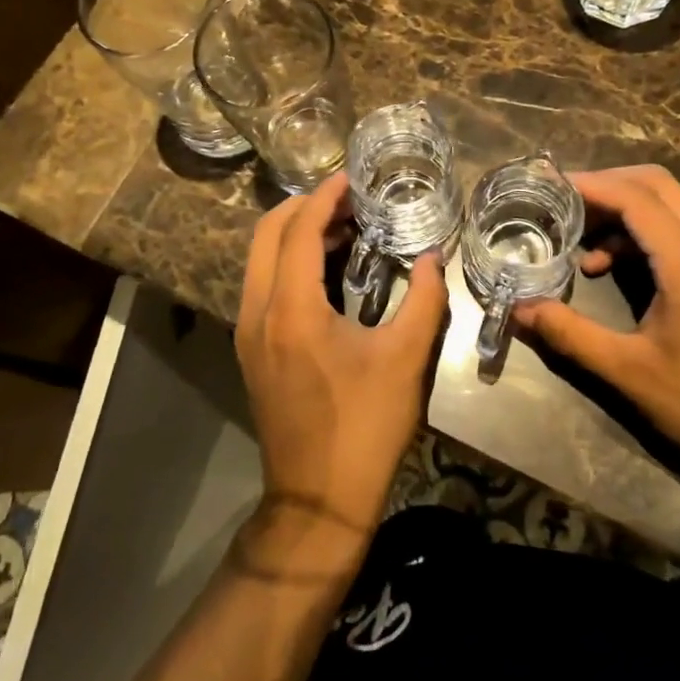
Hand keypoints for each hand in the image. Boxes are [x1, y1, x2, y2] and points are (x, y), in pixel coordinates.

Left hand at [235, 173, 449, 532]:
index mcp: (290, 309)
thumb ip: (423, 299)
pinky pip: (263, 283)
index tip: (353, 179)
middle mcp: (257, 312)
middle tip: (349, 199)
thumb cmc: (365, 427)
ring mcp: (248, 332)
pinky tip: (330, 268)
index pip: (299, 230)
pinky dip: (290, 261)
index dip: (325, 197)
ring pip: (260, 258)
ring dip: (295, 233)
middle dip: (304, 207)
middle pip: (267, 234)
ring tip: (344, 226)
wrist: (318, 501)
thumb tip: (432, 257)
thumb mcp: (406, 358)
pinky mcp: (252, 349)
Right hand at [513, 165, 679, 505]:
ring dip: (623, 207)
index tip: (547, 185)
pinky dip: (640, 232)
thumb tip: (517, 309)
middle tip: (561, 202)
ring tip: (578, 237)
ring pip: (670, 203)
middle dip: (605, 184)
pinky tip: (610, 267)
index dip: (590, 185)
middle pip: (656, 184)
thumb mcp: (629, 374)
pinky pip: (679, 229)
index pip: (636, 197)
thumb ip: (570, 334)